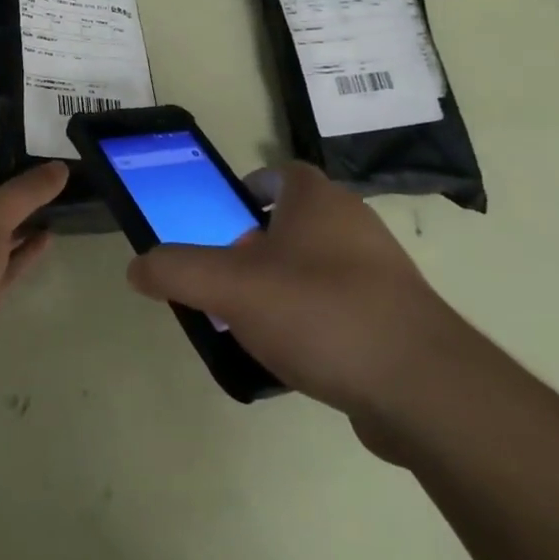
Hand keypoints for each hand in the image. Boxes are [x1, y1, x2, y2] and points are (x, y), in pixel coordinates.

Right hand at [126, 163, 474, 452]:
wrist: (421, 387)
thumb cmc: (320, 312)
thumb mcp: (231, 288)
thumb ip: (178, 271)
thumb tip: (137, 267)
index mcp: (318, 201)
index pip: (284, 172)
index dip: (254, 184)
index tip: (227, 213)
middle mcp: (354, 225)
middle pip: (299, 220)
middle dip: (261, 241)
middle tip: (228, 273)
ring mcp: (382, 273)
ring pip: (320, 265)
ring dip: (287, 283)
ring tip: (253, 319)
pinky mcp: (396, 319)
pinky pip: (343, 306)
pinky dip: (315, 320)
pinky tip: (295, 358)